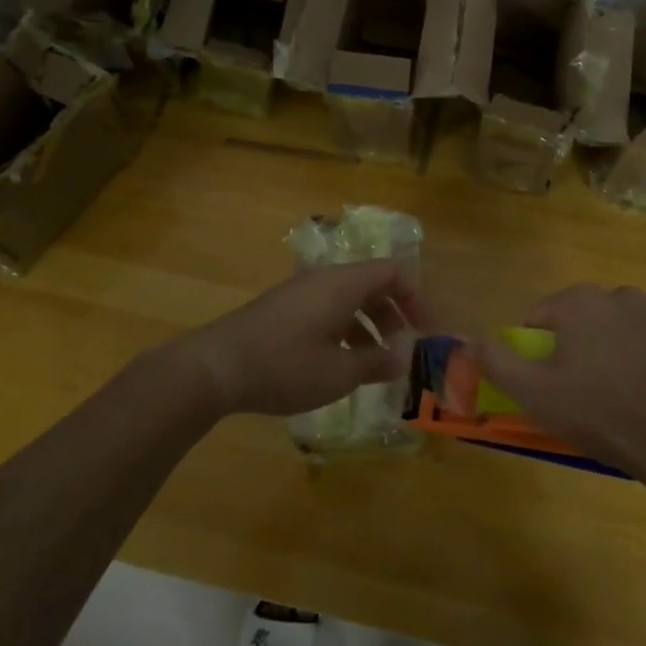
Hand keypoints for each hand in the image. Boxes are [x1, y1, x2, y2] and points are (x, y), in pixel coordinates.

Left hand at [169, 261, 432, 418]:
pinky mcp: (284, 308)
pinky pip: (328, 309)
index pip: (395, 273)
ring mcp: (301, 292)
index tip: (430, 332)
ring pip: (350, 299)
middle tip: (408, 351)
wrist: (216, 367)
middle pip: (374, 284)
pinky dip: (346, 329)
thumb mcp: (339, 372)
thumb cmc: (284, 366)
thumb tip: (406, 357)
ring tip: (379, 364)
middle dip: (397, 316)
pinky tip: (343, 364)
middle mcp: (324, 278)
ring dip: (371, 326)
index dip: (419, 299)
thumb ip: (377, 362)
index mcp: (343, 283)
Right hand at [466, 283, 645, 479]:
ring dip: (603, 353)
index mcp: (580, 301)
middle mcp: (617, 295)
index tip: (547, 385)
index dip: (536, 353)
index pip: (539, 318)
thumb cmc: (599, 413)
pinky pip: (642, 345)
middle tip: (576, 394)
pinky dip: (635, 362)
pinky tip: (639, 397)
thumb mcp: (534, 393)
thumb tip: (471, 340)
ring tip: (610, 398)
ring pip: (610, 331)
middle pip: (576, 321)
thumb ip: (497, 361)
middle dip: (571, 350)